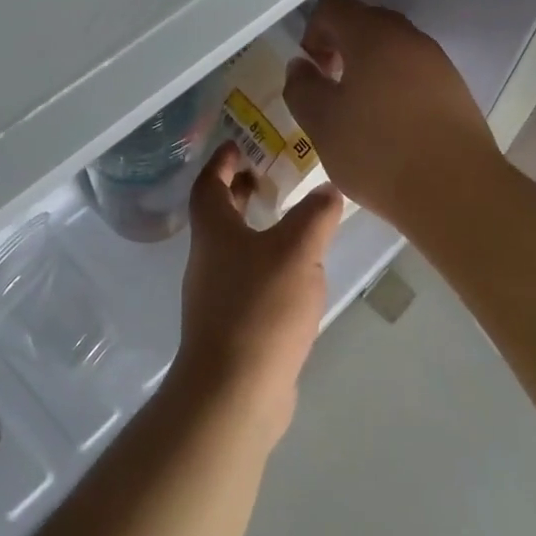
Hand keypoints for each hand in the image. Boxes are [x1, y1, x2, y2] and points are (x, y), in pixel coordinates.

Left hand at [175, 141, 343, 442]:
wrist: (235, 392)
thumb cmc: (260, 308)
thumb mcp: (298, 251)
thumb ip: (315, 216)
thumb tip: (327, 192)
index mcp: (214, 233)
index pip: (208, 185)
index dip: (221, 161)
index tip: (238, 144)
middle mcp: (208, 261)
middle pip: (218, 217)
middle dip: (239, 193)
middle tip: (268, 177)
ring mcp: (217, 298)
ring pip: (234, 250)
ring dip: (256, 230)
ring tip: (293, 223)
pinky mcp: (232, 328)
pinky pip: (248, 282)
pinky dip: (267, 266)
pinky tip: (297, 277)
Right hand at [282, 0, 505, 234]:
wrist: (456, 190)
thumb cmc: (378, 152)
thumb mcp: (322, 124)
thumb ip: (302, 88)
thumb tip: (301, 66)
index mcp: (372, 35)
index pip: (333, 7)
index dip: (312, 33)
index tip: (311, 72)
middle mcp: (409, 38)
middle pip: (366, 22)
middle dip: (341, 47)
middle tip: (331, 89)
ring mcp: (438, 62)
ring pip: (394, 49)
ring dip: (370, 68)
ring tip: (360, 112)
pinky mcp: (456, 90)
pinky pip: (416, 73)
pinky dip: (396, 86)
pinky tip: (392, 126)